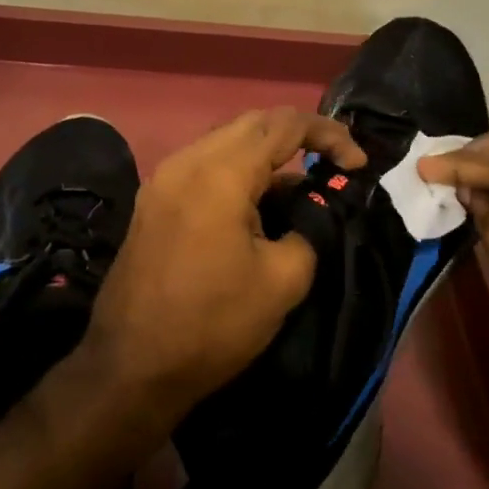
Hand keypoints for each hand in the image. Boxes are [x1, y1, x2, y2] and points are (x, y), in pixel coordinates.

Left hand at [87, 107, 366, 421]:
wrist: (132, 366)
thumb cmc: (212, 323)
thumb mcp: (283, 281)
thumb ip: (310, 228)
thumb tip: (313, 209)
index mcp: (220, 172)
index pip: (285, 124)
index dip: (329, 135)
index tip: (357, 166)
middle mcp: (187, 160)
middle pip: (253, 123)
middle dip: (298, 135)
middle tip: (331, 164)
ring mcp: (164, 178)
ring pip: (226, 141)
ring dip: (266, 153)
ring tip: (299, 186)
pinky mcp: (154, 200)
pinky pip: (204, 165)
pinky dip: (238, 171)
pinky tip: (257, 204)